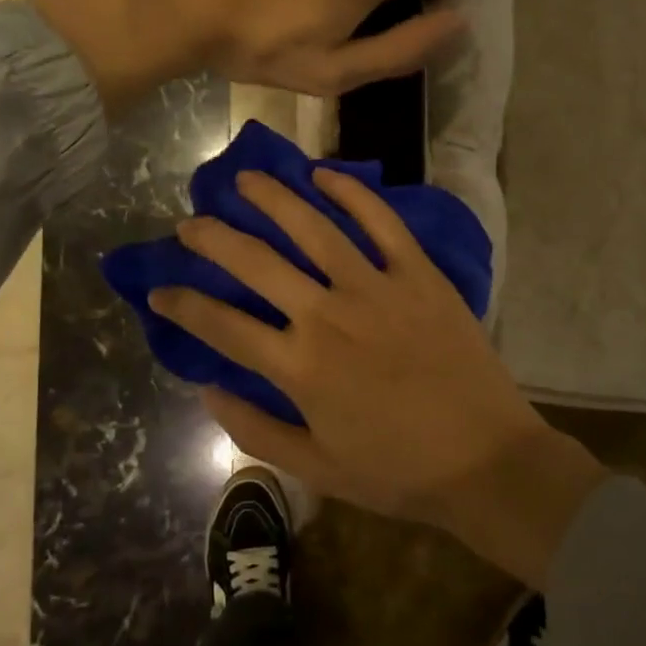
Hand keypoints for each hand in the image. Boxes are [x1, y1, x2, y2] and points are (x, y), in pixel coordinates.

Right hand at [150, 168, 606, 585]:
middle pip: (257, 262)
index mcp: (299, 366)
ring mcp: (376, 287)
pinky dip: (351, 193)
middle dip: (213, 239)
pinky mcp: (418, 274)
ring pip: (312, 227)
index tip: (158, 289)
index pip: (222, 324)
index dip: (182, 304)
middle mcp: (328, 315)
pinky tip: (323, 174)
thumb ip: (254, 429)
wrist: (487, 461)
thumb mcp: (316, 468)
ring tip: (245, 180)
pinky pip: (380, 222)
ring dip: (273, 199)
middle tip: (190, 223)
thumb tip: (205, 390)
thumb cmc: (397, 471)